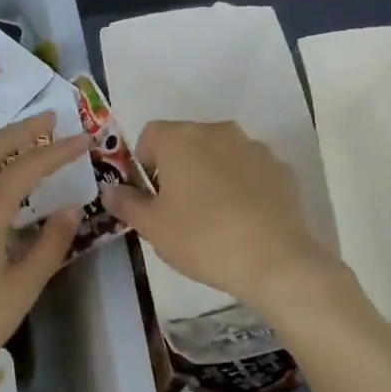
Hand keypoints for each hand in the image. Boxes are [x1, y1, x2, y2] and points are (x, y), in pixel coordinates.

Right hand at [100, 120, 342, 313]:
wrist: (275, 260)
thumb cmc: (202, 238)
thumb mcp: (152, 227)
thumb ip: (126, 203)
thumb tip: (109, 190)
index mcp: (181, 138)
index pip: (150, 134)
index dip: (143, 163)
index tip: (149, 195)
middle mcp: (218, 131)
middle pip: (187, 140)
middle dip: (177, 166)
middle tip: (177, 208)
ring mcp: (254, 147)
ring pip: (220, 153)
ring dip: (210, 173)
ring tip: (213, 215)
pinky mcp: (281, 169)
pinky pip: (250, 170)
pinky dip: (241, 185)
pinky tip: (243, 219)